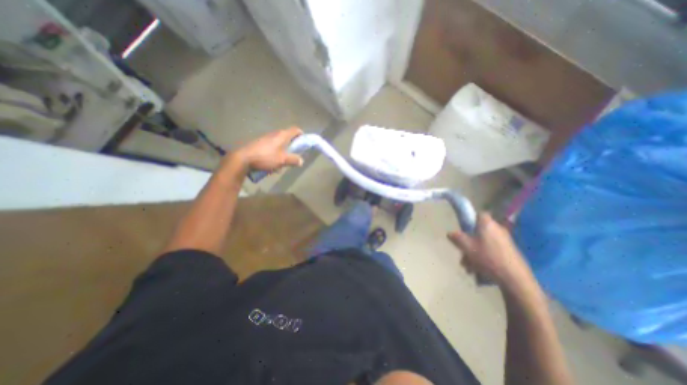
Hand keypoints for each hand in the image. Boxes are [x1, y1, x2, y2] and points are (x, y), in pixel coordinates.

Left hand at [231, 127, 304, 171]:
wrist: (244, 159)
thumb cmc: (266, 157)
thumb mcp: (283, 160)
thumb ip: (294, 160)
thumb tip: (301, 161)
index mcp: (282, 135)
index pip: (295, 130)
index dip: (301, 135)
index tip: (303, 143)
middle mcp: (275, 134)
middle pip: (287, 136)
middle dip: (292, 145)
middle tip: (293, 155)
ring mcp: (266, 138)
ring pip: (279, 143)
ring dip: (283, 151)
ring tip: (282, 161)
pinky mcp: (260, 143)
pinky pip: (271, 146)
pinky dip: (275, 153)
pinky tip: (271, 163)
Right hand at [449, 214, 538, 290]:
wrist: (515, 279)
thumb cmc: (487, 258)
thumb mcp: (466, 247)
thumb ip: (456, 237)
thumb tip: (450, 233)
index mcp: (487, 224)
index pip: (479, 214)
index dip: (470, 219)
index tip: (463, 229)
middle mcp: (497, 229)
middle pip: (479, 230)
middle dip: (469, 241)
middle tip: (462, 251)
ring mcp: (505, 241)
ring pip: (484, 242)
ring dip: (474, 251)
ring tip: (468, 265)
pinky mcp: (509, 252)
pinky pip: (491, 250)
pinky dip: (484, 256)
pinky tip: (478, 269)